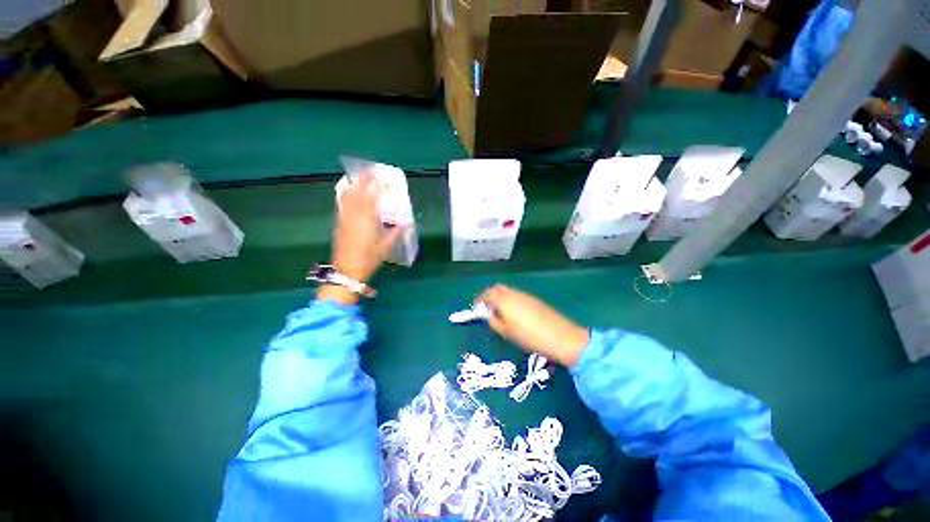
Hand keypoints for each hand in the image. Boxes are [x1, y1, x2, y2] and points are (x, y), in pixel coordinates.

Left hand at [319, 176, 400, 304]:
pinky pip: (342, 204)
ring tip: (358, 178)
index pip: (372, 198)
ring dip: (353, 185)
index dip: (377, 187)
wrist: (347, 270)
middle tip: (369, 171)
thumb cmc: (369, 259)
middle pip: (358, 193)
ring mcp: (344, 219)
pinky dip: (345, 195)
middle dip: (363, 181)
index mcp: (368, 221)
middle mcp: (355, 216)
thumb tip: (403, 223)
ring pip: (347, 197)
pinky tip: (347, 192)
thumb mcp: (386, 247)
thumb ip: (395, 233)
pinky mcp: (338, 223)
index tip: (382, 178)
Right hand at [477, 285, 589, 367]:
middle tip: (487, 309)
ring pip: (507, 291)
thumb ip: (493, 321)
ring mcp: (525, 295)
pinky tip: (514, 313)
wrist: (560, 336)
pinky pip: (517, 295)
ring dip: (500, 298)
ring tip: (500, 313)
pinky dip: (510, 300)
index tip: (476, 309)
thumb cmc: (529, 336)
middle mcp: (513, 293)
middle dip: (489, 296)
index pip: (487, 294)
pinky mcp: (534, 299)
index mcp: (504, 300)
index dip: (479, 300)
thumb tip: (488, 314)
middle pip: (497, 288)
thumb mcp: (506, 332)